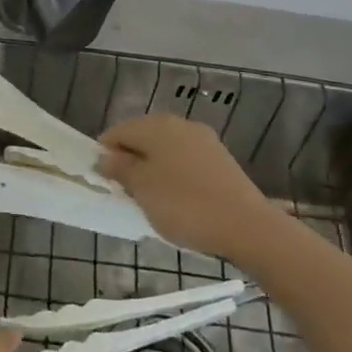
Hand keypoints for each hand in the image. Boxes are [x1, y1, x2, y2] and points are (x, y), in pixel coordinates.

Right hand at [97, 114, 278, 260]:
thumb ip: (120, 168)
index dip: (104, 155)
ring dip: (152, 170)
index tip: (104, 183)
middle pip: (142, 138)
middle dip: (130, 162)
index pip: (117, 132)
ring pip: (165, 151)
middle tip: (126, 194)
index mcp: (156, 125)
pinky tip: (178, 201)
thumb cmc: (184, 205)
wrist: (247, 226)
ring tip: (151, 201)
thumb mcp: (142, 188)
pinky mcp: (220, 160)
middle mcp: (179, 124)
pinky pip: (185, 162)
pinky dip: (174, 177)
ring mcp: (203, 141)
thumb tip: (105, 157)